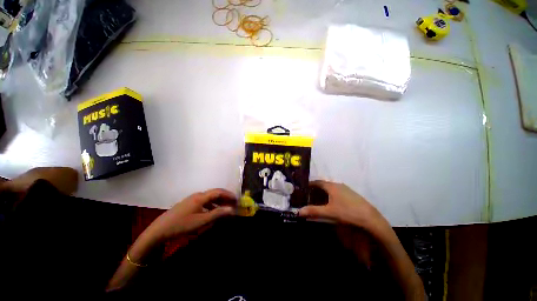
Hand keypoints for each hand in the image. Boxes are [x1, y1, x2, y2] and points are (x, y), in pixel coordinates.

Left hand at [129, 189, 235, 263]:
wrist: (160, 230)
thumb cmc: (182, 224)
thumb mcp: (201, 221)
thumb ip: (217, 214)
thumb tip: (231, 209)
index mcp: (201, 197)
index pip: (218, 192)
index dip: (228, 195)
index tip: (237, 199)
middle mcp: (197, 195)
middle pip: (214, 193)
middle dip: (225, 197)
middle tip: (233, 203)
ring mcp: (192, 199)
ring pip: (209, 197)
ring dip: (218, 201)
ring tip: (225, 207)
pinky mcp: (189, 204)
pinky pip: (204, 202)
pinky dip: (211, 205)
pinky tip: (212, 211)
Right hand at [299, 181, 389, 234]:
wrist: (370, 218)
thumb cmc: (347, 212)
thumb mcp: (329, 212)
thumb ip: (313, 211)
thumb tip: (299, 211)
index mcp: (331, 186)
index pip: (317, 182)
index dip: (309, 184)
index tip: (303, 188)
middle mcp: (338, 185)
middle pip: (323, 185)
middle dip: (315, 190)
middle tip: (308, 196)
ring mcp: (346, 189)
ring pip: (331, 189)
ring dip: (323, 193)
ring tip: (318, 200)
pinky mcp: (351, 195)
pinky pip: (337, 192)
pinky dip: (330, 196)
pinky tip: (331, 204)